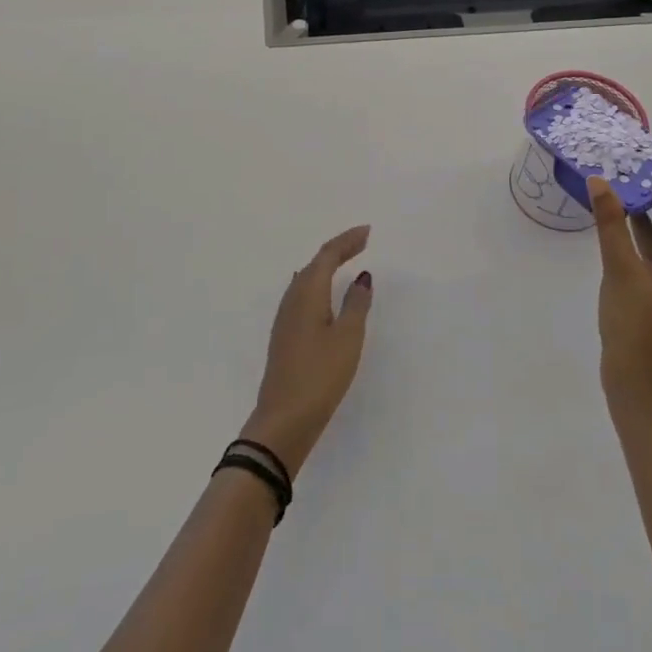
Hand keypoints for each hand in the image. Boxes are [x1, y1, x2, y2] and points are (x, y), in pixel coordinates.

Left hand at [241, 225, 372, 475]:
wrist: (284, 419)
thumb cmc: (320, 375)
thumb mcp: (348, 338)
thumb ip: (356, 304)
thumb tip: (362, 277)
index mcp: (308, 293)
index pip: (327, 255)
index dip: (347, 240)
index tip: (368, 232)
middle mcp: (292, 299)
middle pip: (315, 263)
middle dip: (338, 250)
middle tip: (362, 242)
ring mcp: (285, 318)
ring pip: (306, 279)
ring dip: (326, 266)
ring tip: (346, 261)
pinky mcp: (284, 336)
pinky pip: (303, 295)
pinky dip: (319, 284)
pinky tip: (323, 294)